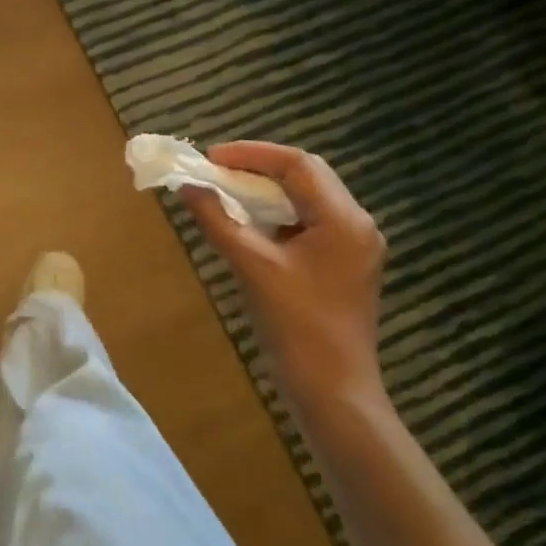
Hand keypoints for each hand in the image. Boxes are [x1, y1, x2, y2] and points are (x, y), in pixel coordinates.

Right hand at [182, 141, 388, 407]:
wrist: (333, 391)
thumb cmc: (295, 326)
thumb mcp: (252, 267)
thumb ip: (219, 221)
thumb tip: (188, 187)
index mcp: (344, 220)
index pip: (299, 165)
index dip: (252, 154)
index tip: (211, 157)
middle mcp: (357, 225)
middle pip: (307, 177)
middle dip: (259, 169)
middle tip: (216, 171)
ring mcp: (354, 246)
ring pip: (308, 200)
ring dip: (267, 193)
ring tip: (226, 192)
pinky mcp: (344, 265)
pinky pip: (309, 224)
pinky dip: (277, 217)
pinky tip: (249, 224)